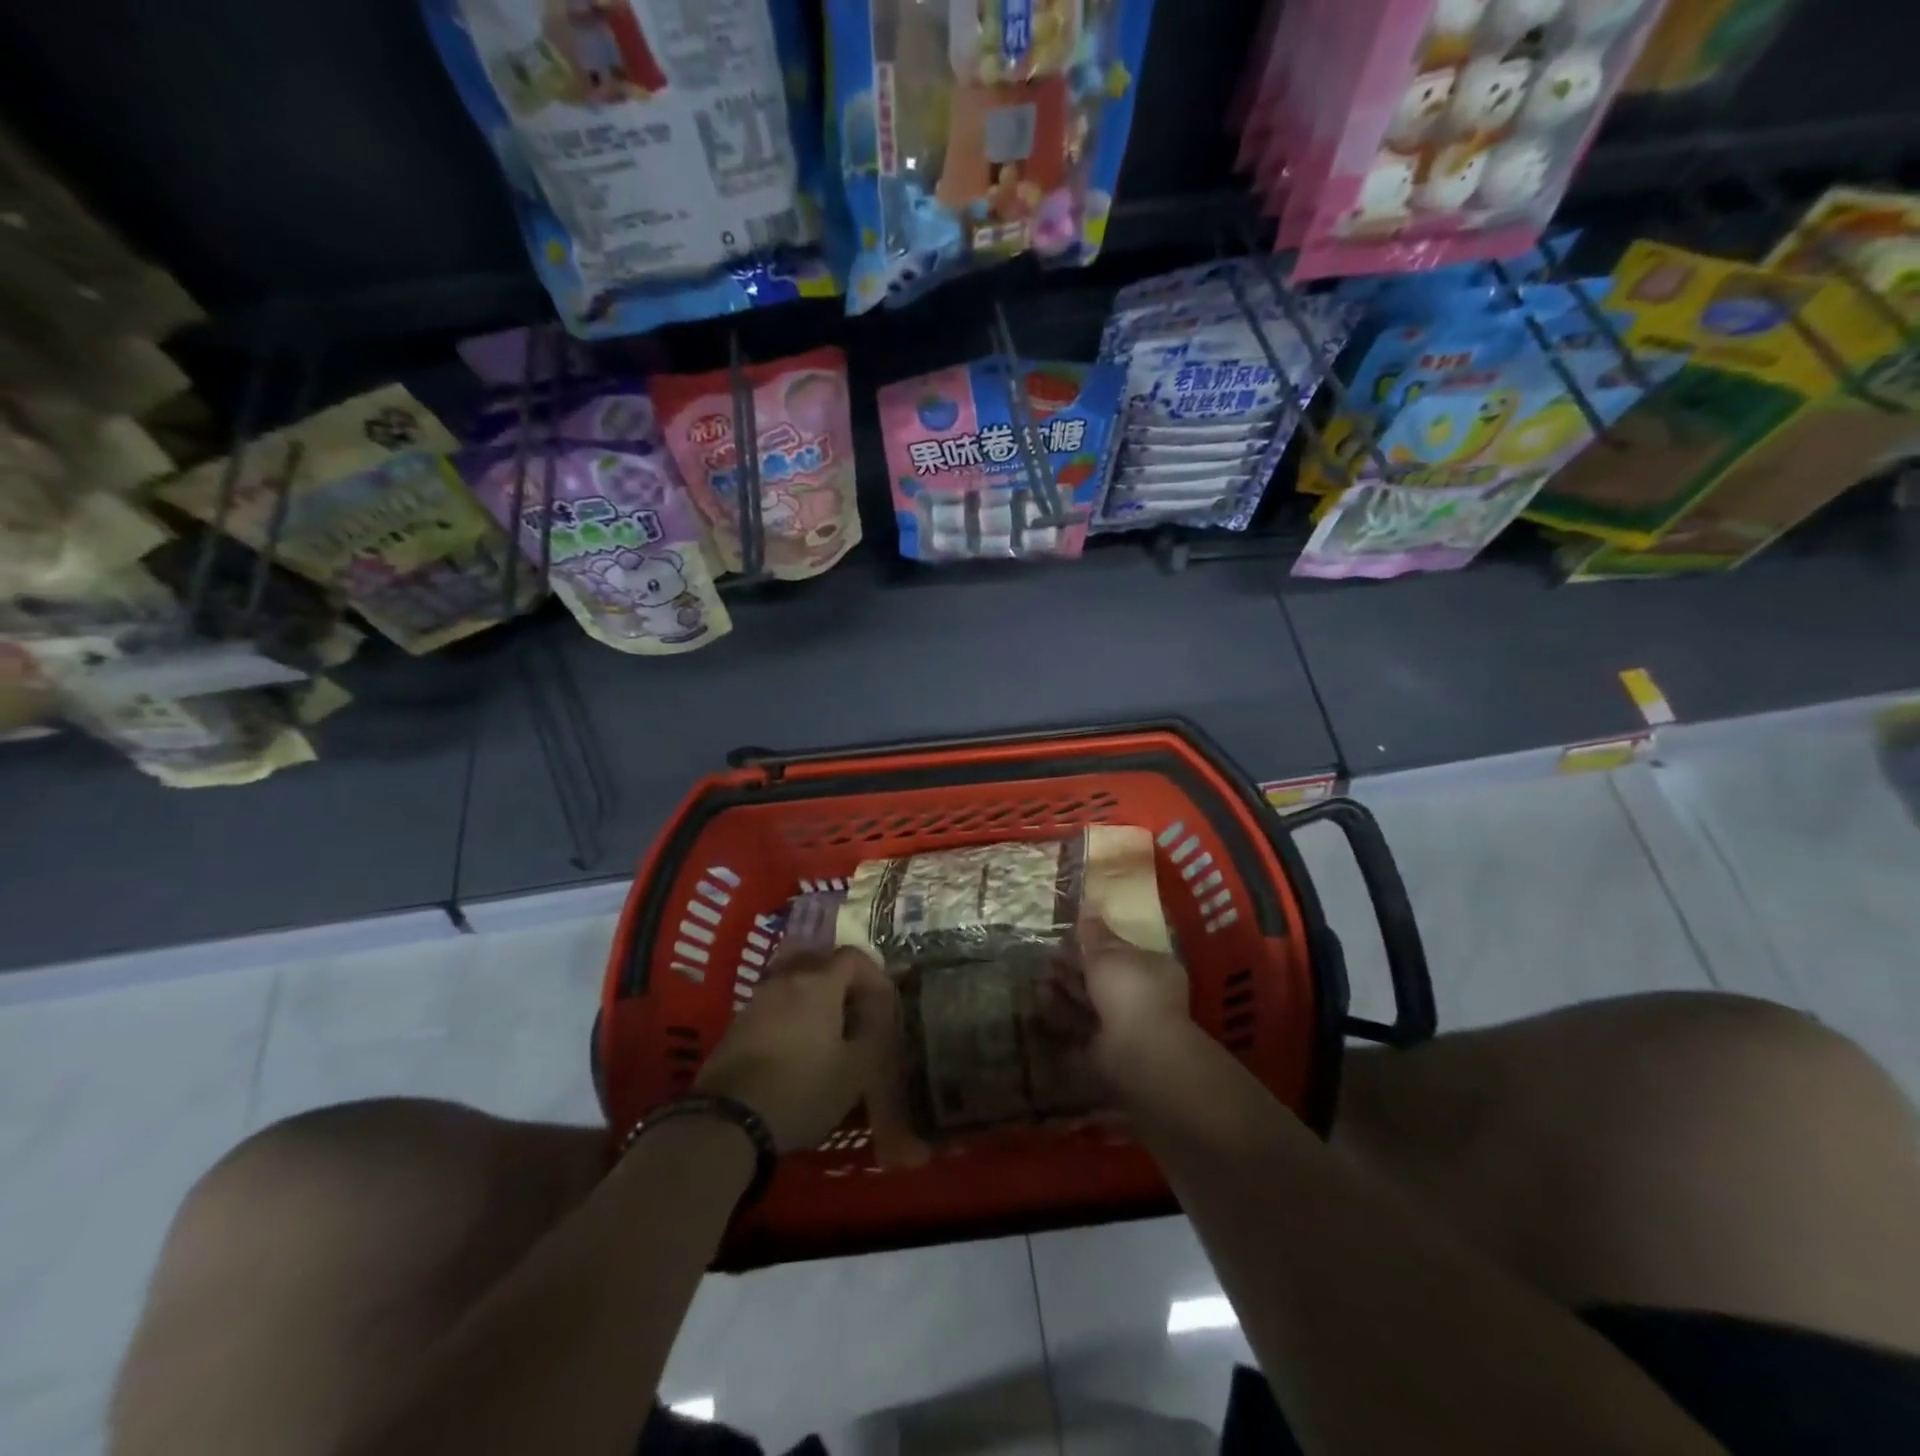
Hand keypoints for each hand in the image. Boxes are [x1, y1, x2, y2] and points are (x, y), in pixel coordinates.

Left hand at [693, 947, 899, 1152]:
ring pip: (794, 985)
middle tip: (856, 1013)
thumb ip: (875, 1032)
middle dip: (843, 983)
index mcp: (819, 983)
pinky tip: (795, 1048)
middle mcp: (786, 980)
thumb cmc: (803, 1088)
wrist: (730, 1120)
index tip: (883, 1001)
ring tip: (826, 1032)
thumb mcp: (856, 1069)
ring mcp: (757, 1000)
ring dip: (814, 1000)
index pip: (853, 957)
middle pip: (820, 964)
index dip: (873, 974)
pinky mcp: (737, 1024)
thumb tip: (880, 1012)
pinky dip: (791, 1016)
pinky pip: (774, 1006)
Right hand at [1044, 916, 1194, 1096]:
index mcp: (1151, 970)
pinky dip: (1060, 1017)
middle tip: (1046, 958)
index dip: (1092, 945)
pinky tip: (1040, 1003)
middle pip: (1100, 980)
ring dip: (1063, 991)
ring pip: (1088, 1005)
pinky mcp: (1104, 1054)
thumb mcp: (1109, 954)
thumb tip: (1088, 903)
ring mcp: (1123, 1029)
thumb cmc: (1130, 992)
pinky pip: (1078, 1031)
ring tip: (1037, 979)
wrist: (1139, 1055)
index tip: (1065, 939)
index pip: (1119, 953)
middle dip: (1072, 969)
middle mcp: (1140, 998)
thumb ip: (1095, 933)